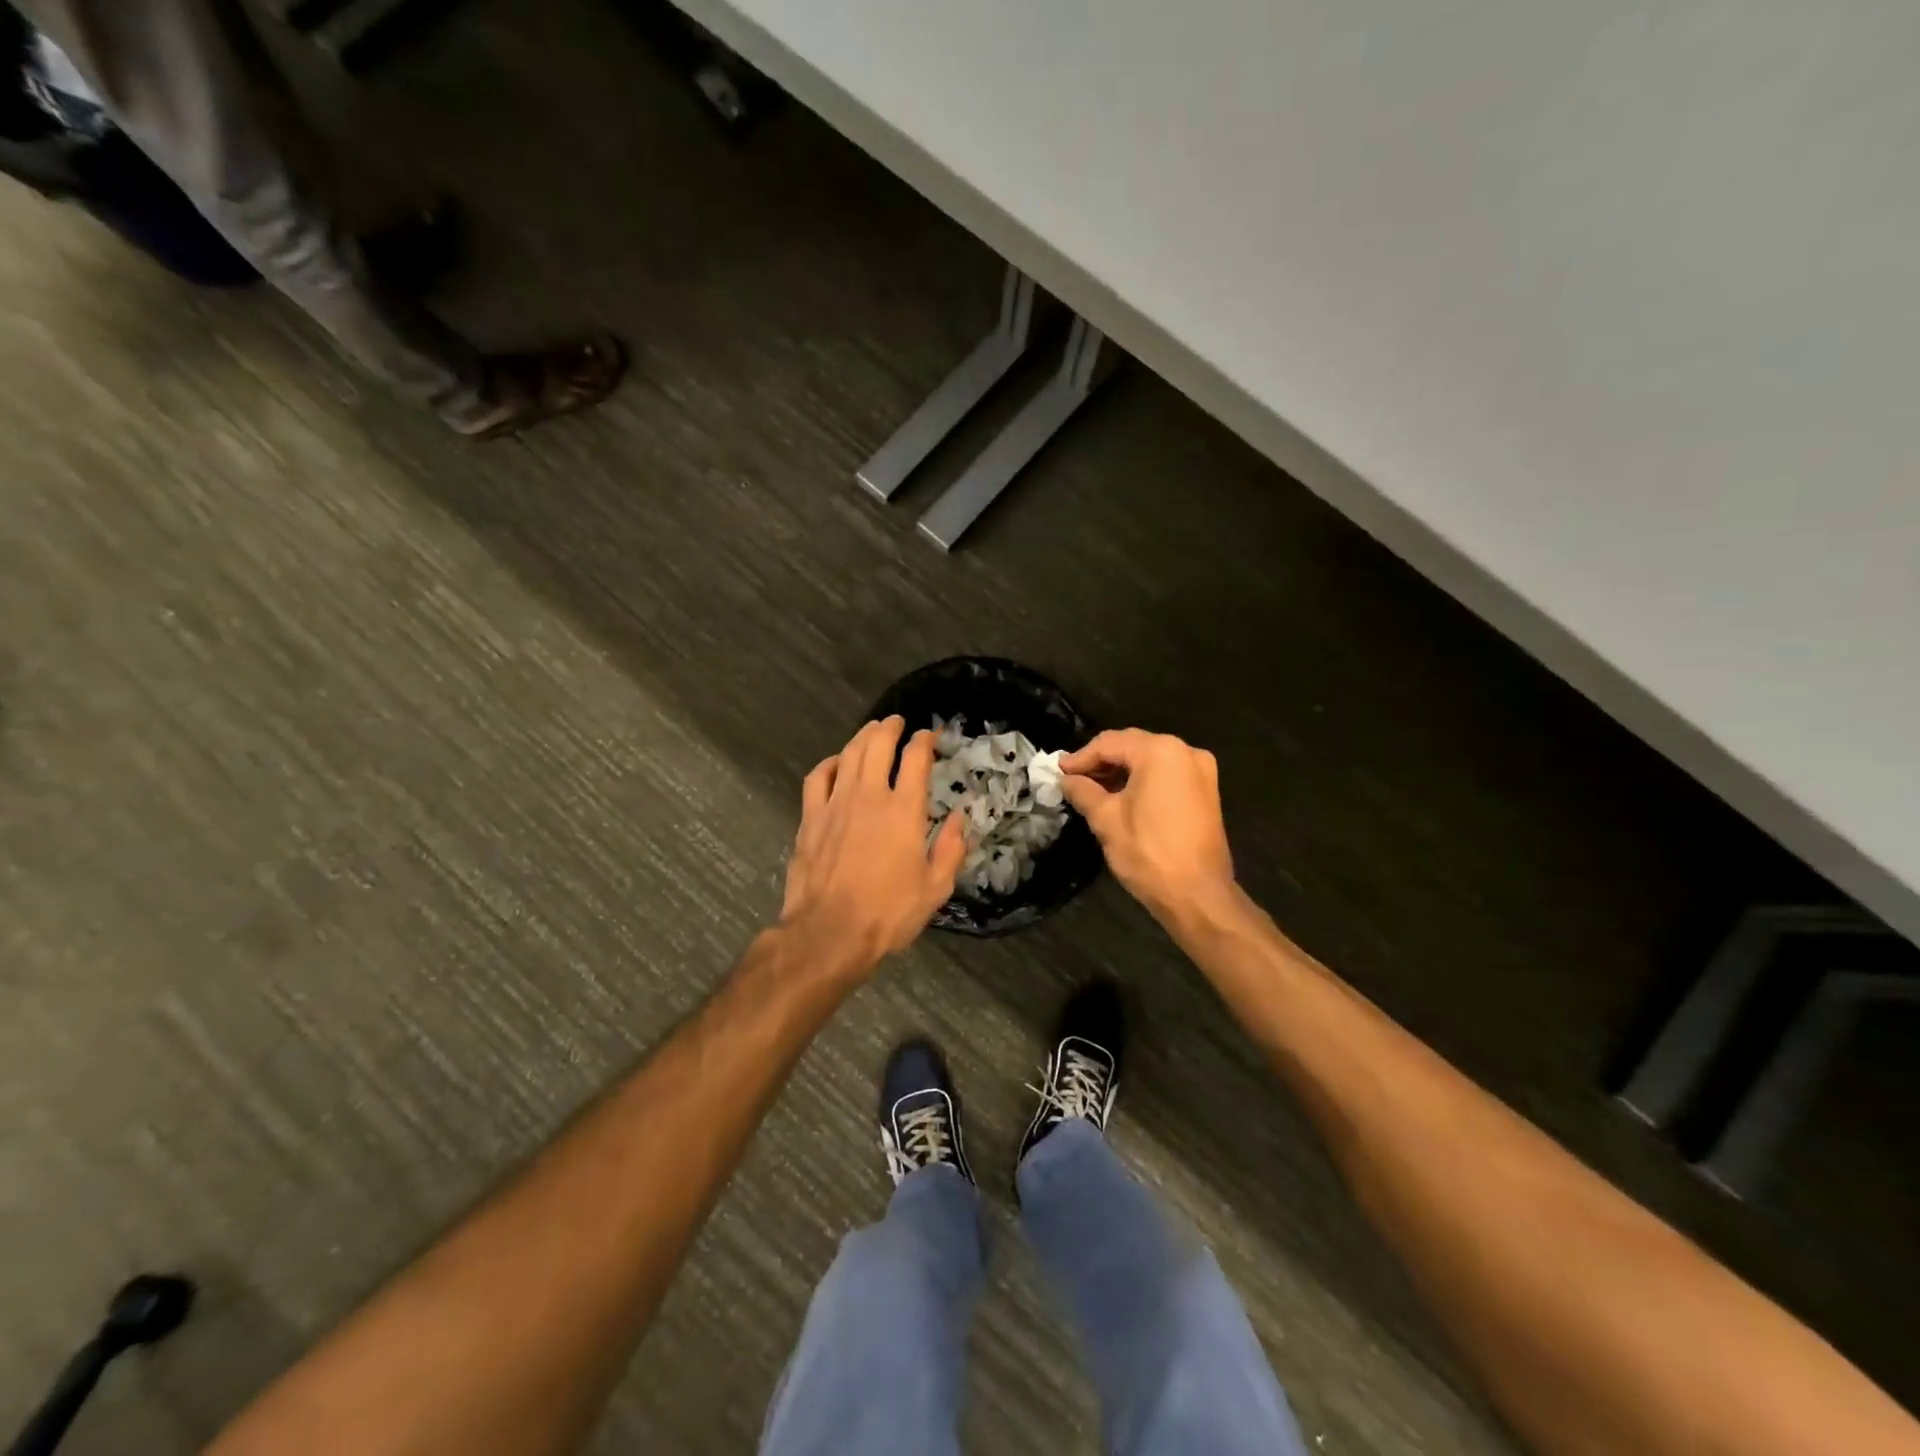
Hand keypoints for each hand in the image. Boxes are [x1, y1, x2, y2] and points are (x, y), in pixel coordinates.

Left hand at [780, 716, 966, 968]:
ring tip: (871, 730)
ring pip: (849, 754)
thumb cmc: (888, 913)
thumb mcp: (935, 888)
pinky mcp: (810, 818)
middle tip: (897, 722)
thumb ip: (952, 849)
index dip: (924, 741)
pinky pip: (817, 777)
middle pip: (878, 745)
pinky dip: (829, 763)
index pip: (916, 760)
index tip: (929, 735)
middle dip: (890, 727)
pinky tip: (836, 763)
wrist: (829, 933)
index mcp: (904, 811)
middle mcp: (870, 796)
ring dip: (862, 737)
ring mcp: (836, 804)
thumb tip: (960, 817)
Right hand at [1061, 729, 1236, 919]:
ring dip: (1120, 771)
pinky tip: (1120, 796)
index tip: (1058, 772)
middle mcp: (1185, 751)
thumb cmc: (1148, 853)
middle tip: (1072, 779)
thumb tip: (1067, 779)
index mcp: (1160, 752)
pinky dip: (1142, 780)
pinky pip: (1166, 774)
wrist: (1198, 896)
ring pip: (1149, 760)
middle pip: (1132, 746)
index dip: (1080, 757)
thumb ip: (1083, 791)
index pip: (1110, 743)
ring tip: (1091, 790)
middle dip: (1101, 761)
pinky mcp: (1206, 791)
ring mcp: (1200, 770)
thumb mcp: (1106, 820)